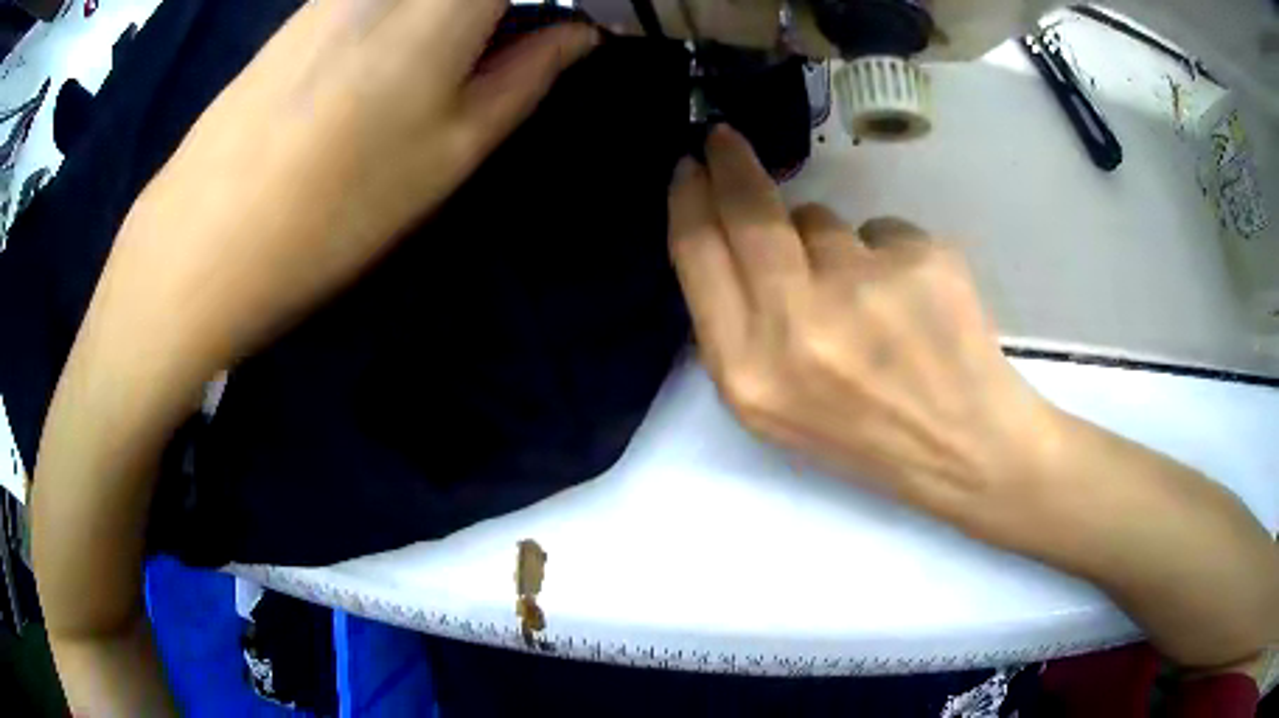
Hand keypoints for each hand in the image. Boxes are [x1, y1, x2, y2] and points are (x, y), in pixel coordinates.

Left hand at [100, 0, 596, 379]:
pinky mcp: (301, 10)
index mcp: (442, 2)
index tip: (562, 21)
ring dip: (457, 11)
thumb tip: (579, 35)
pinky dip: (413, 9)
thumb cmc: (337, 209)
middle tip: (513, 37)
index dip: (539, 2)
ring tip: (471, 42)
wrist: (202, 243)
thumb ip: (525, 76)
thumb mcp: (450, 152)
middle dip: (500, 8)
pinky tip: (400, 47)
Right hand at [668, 124, 1062, 535]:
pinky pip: (881, 229)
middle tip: (726, 138)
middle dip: (731, 164)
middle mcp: (796, 326)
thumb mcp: (773, 406)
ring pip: (821, 220)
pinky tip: (912, 304)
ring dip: (833, 244)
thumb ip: (737, 328)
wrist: (962, 448)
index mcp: (748, 371)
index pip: (699, 255)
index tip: (689, 167)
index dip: (689, 200)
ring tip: (869, 303)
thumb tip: (728, 237)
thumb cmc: (864, 433)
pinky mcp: (919, 261)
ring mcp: (864, 289)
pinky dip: (888, 255)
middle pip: (749, 213)